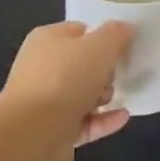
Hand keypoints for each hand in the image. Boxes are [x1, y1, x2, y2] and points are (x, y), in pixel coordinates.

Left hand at [0, 20, 134, 160]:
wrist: (33, 132)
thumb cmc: (66, 78)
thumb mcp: (99, 46)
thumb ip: (116, 34)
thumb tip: (125, 28)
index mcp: (47, 40)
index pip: (79, 31)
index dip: (102, 37)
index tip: (123, 48)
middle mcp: (42, 67)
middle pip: (82, 64)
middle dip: (104, 71)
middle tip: (115, 75)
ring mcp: (46, 100)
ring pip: (82, 94)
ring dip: (103, 96)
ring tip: (113, 98)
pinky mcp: (53, 130)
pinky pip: (85, 121)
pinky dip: (104, 119)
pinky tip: (123, 117)